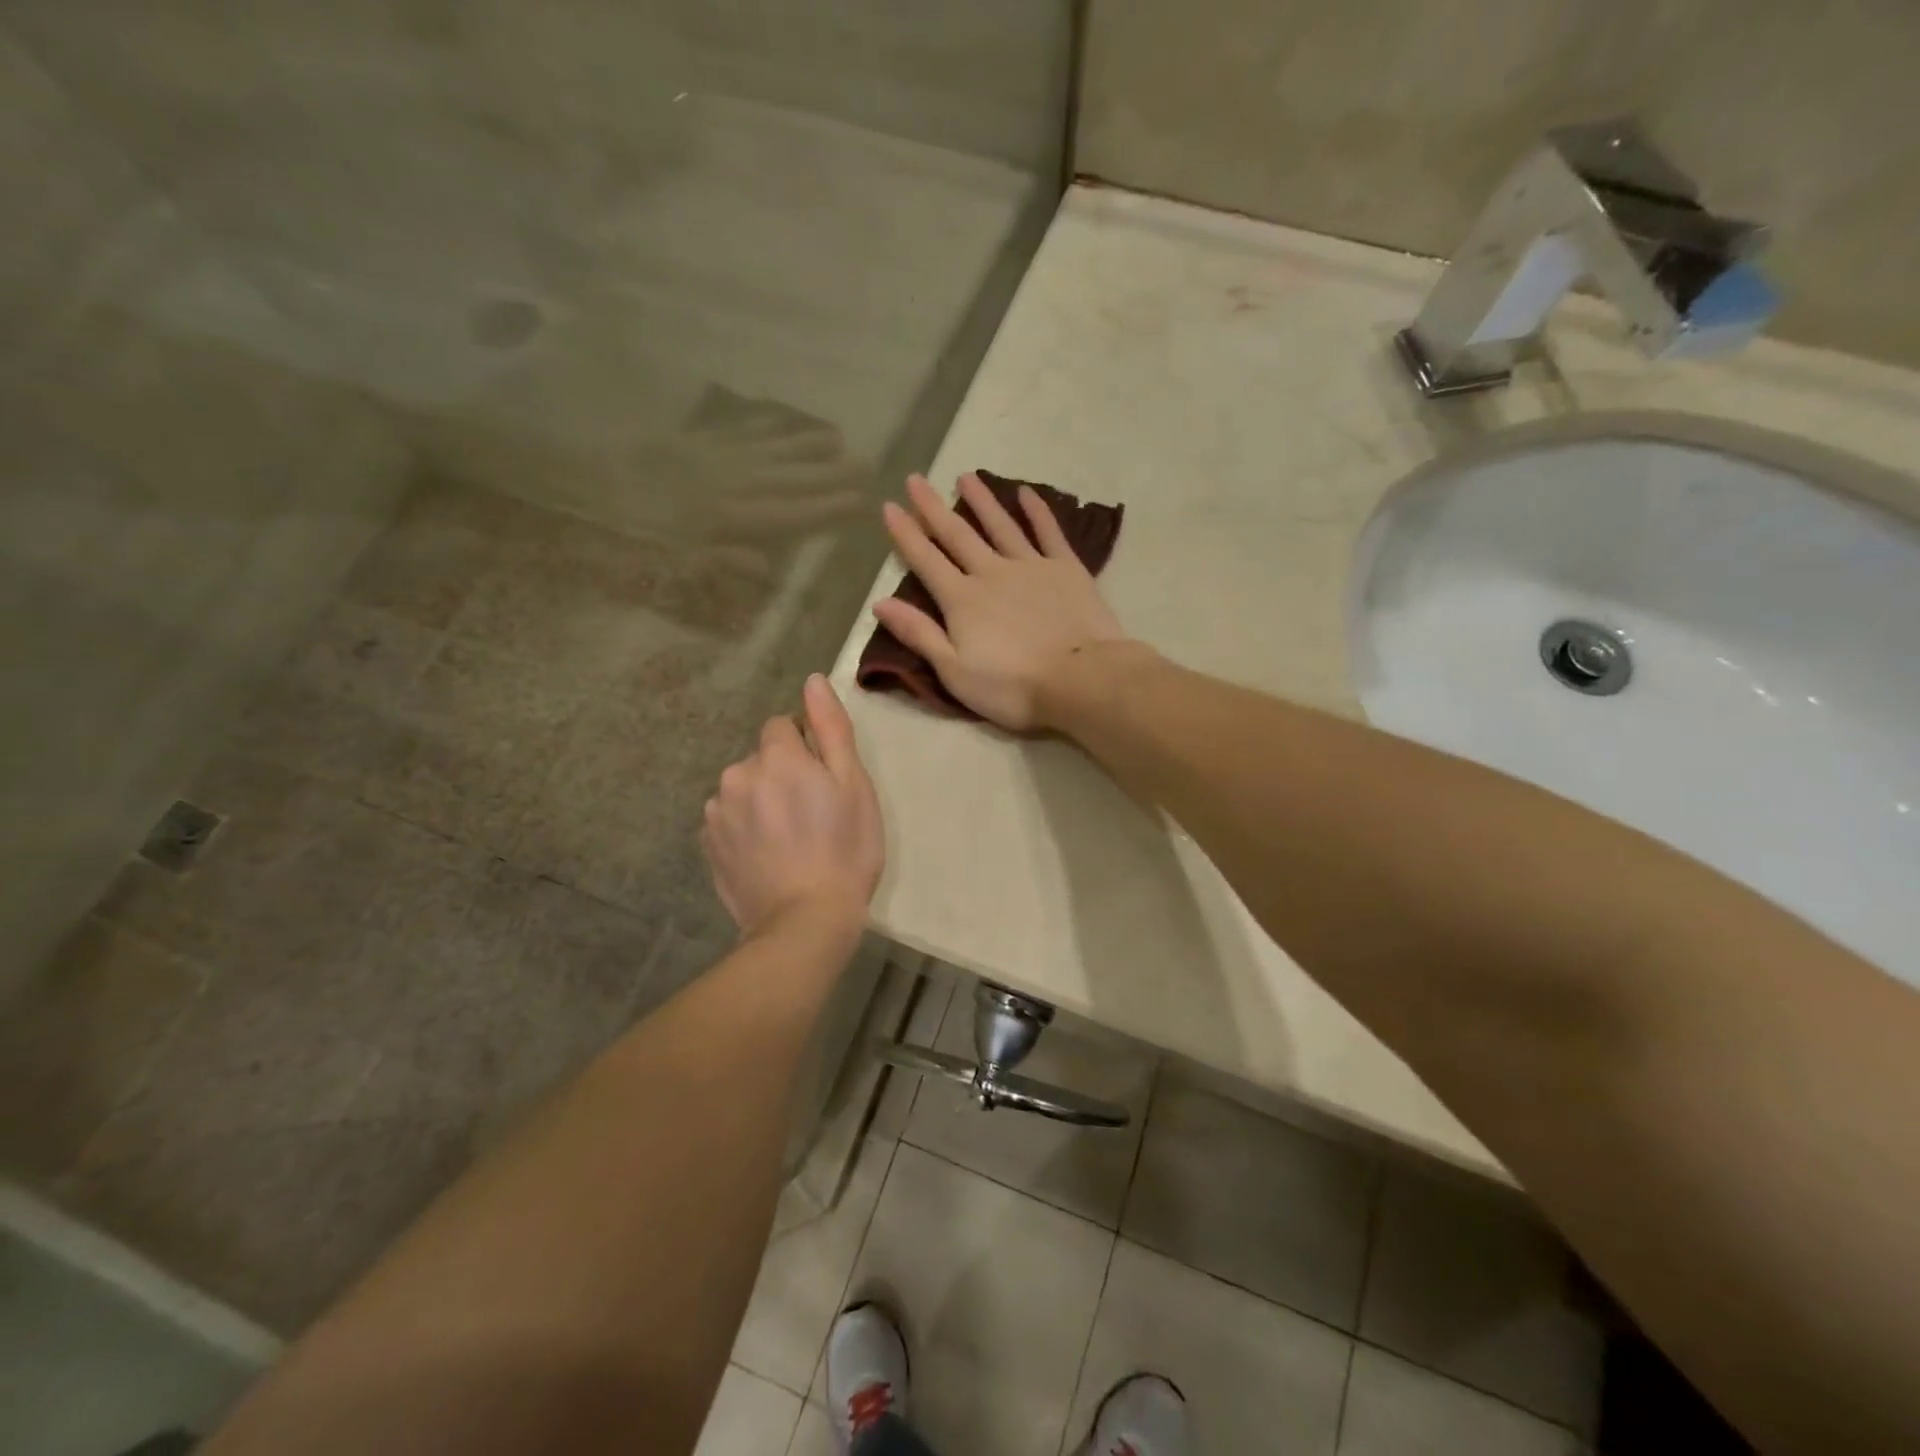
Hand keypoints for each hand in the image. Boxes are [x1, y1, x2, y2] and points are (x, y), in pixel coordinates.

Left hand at [701, 675, 883, 937]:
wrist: (804, 921)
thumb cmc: (844, 849)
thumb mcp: (853, 784)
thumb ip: (830, 728)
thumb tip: (813, 681)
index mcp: (776, 756)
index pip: (782, 726)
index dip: (805, 748)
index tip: (823, 781)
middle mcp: (737, 775)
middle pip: (761, 758)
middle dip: (782, 774)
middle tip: (812, 815)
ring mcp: (716, 812)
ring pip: (743, 789)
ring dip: (761, 801)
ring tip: (788, 840)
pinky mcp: (707, 845)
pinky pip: (728, 820)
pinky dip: (744, 829)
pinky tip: (766, 856)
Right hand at [874, 473, 1128, 729]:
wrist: (1080, 679)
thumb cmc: (1012, 686)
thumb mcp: (954, 671)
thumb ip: (919, 634)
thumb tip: (880, 603)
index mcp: (961, 600)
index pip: (926, 561)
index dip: (906, 534)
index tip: (890, 506)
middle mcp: (991, 573)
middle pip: (958, 535)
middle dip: (934, 508)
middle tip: (916, 479)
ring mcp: (1031, 566)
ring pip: (1000, 526)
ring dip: (982, 501)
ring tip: (966, 476)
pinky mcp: (1066, 569)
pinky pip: (1048, 532)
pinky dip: (1037, 511)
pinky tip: (1027, 493)